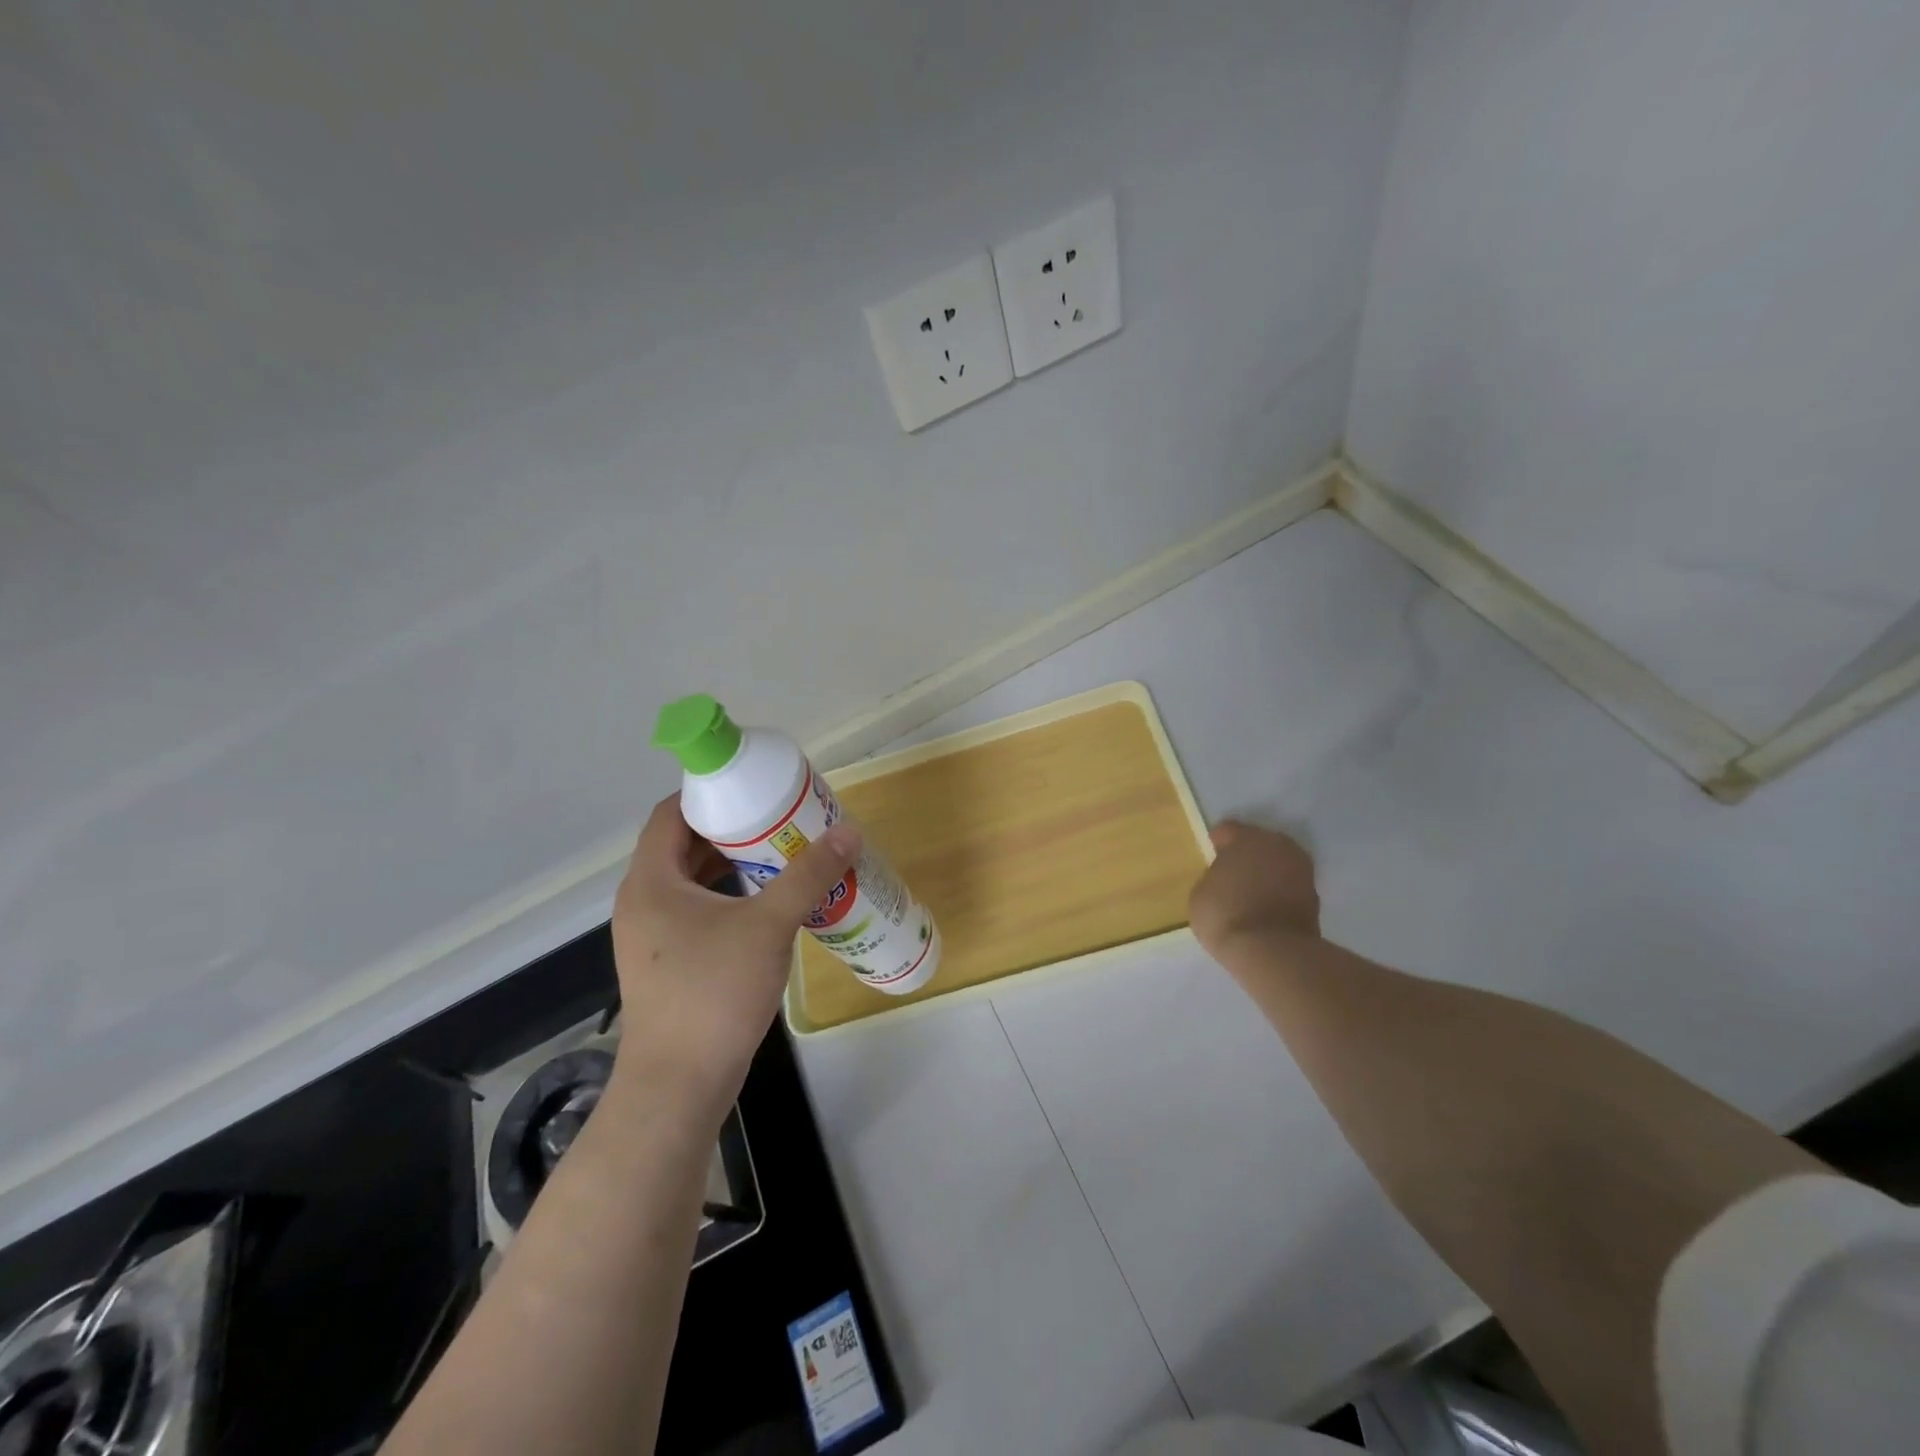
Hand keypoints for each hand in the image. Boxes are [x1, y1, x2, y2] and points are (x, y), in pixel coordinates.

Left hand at [610, 794, 859, 1122]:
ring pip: (691, 880)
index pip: (670, 814)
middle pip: (683, 844)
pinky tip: (767, 905)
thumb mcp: (768, 926)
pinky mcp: (666, 963)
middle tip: (781, 819)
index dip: (710, 794)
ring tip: (782, 854)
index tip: (755, 788)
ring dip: (732, 863)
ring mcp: (651, 937)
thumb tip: (849, 832)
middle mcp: (643, 902)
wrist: (678, 1086)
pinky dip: (728, 896)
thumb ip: (808, 876)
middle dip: (732, 828)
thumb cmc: (714, 994)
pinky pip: (696, 910)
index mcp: (651, 882)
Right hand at [1188, 820, 1320, 960]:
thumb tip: (1225, 876)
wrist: (1273, 951)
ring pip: (1278, 864)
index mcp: (1247, 837)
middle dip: (1246, 855)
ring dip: (1266, 873)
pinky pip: (1289, 886)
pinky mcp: (1315, 897)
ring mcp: (1301, 871)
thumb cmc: (1226, 914)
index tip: (1211, 857)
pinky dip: (1279, 893)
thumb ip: (1214, 876)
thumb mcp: (1201, 892)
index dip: (1217, 843)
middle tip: (1232, 873)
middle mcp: (1279, 846)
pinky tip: (1266, 908)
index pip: (1228, 830)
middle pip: (1259, 843)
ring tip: (1250, 893)